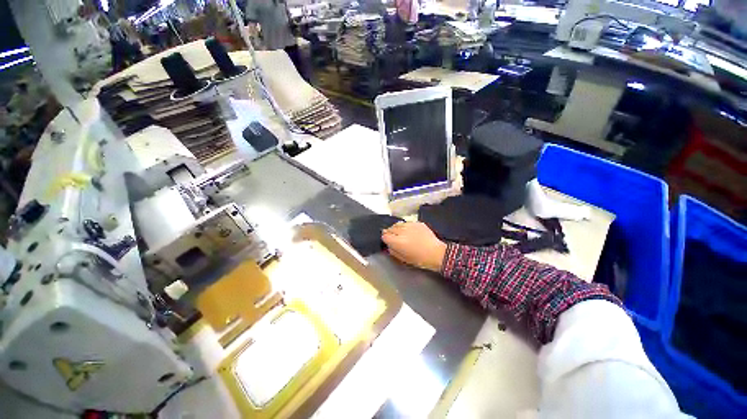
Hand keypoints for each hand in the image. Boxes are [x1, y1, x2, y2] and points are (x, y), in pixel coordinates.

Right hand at [382, 222, 446, 271]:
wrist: (436, 253)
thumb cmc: (420, 259)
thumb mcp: (403, 259)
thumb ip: (393, 251)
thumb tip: (389, 245)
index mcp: (397, 241)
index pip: (385, 235)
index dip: (386, 239)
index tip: (388, 241)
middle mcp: (402, 231)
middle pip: (390, 228)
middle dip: (391, 233)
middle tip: (395, 238)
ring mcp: (410, 225)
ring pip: (398, 224)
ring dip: (398, 229)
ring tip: (402, 234)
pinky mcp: (417, 223)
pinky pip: (407, 223)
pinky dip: (406, 227)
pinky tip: (411, 232)